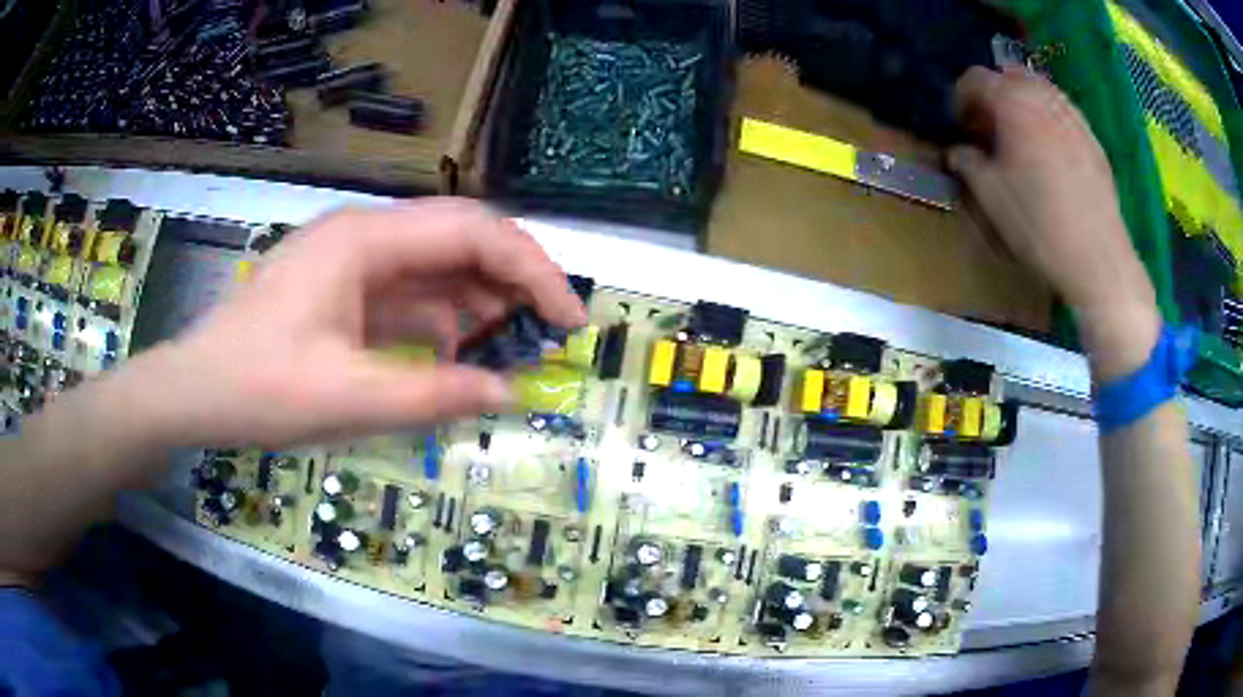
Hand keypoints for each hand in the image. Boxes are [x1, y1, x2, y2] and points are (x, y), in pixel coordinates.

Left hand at [134, 198, 586, 448]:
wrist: (193, 393)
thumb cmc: (256, 389)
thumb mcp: (345, 399)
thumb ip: (431, 395)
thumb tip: (508, 392)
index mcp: (365, 241)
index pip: (471, 231)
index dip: (531, 269)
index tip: (569, 319)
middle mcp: (365, 236)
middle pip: (460, 237)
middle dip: (514, 279)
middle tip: (552, 331)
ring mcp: (353, 262)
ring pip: (438, 265)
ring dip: (481, 300)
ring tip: (516, 347)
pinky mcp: (345, 290)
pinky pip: (410, 294)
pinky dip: (443, 319)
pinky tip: (460, 352)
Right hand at [948, 66, 1160, 379]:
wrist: (1097, 260)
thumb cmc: (1039, 225)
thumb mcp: (990, 197)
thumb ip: (967, 163)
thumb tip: (957, 152)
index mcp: (1013, 103)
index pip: (976, 78)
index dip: (960, 99)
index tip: (960, 127)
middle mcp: (1044, 97)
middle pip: (1010, 76)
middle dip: (994, 95)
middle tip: (989, 128)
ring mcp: (1073, 116)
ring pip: (1040, 90)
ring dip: (1023, 104)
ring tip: (1020, 138)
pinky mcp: (1093, 140)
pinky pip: (1064, 113)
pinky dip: (1049, 119)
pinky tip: (1050, 153)